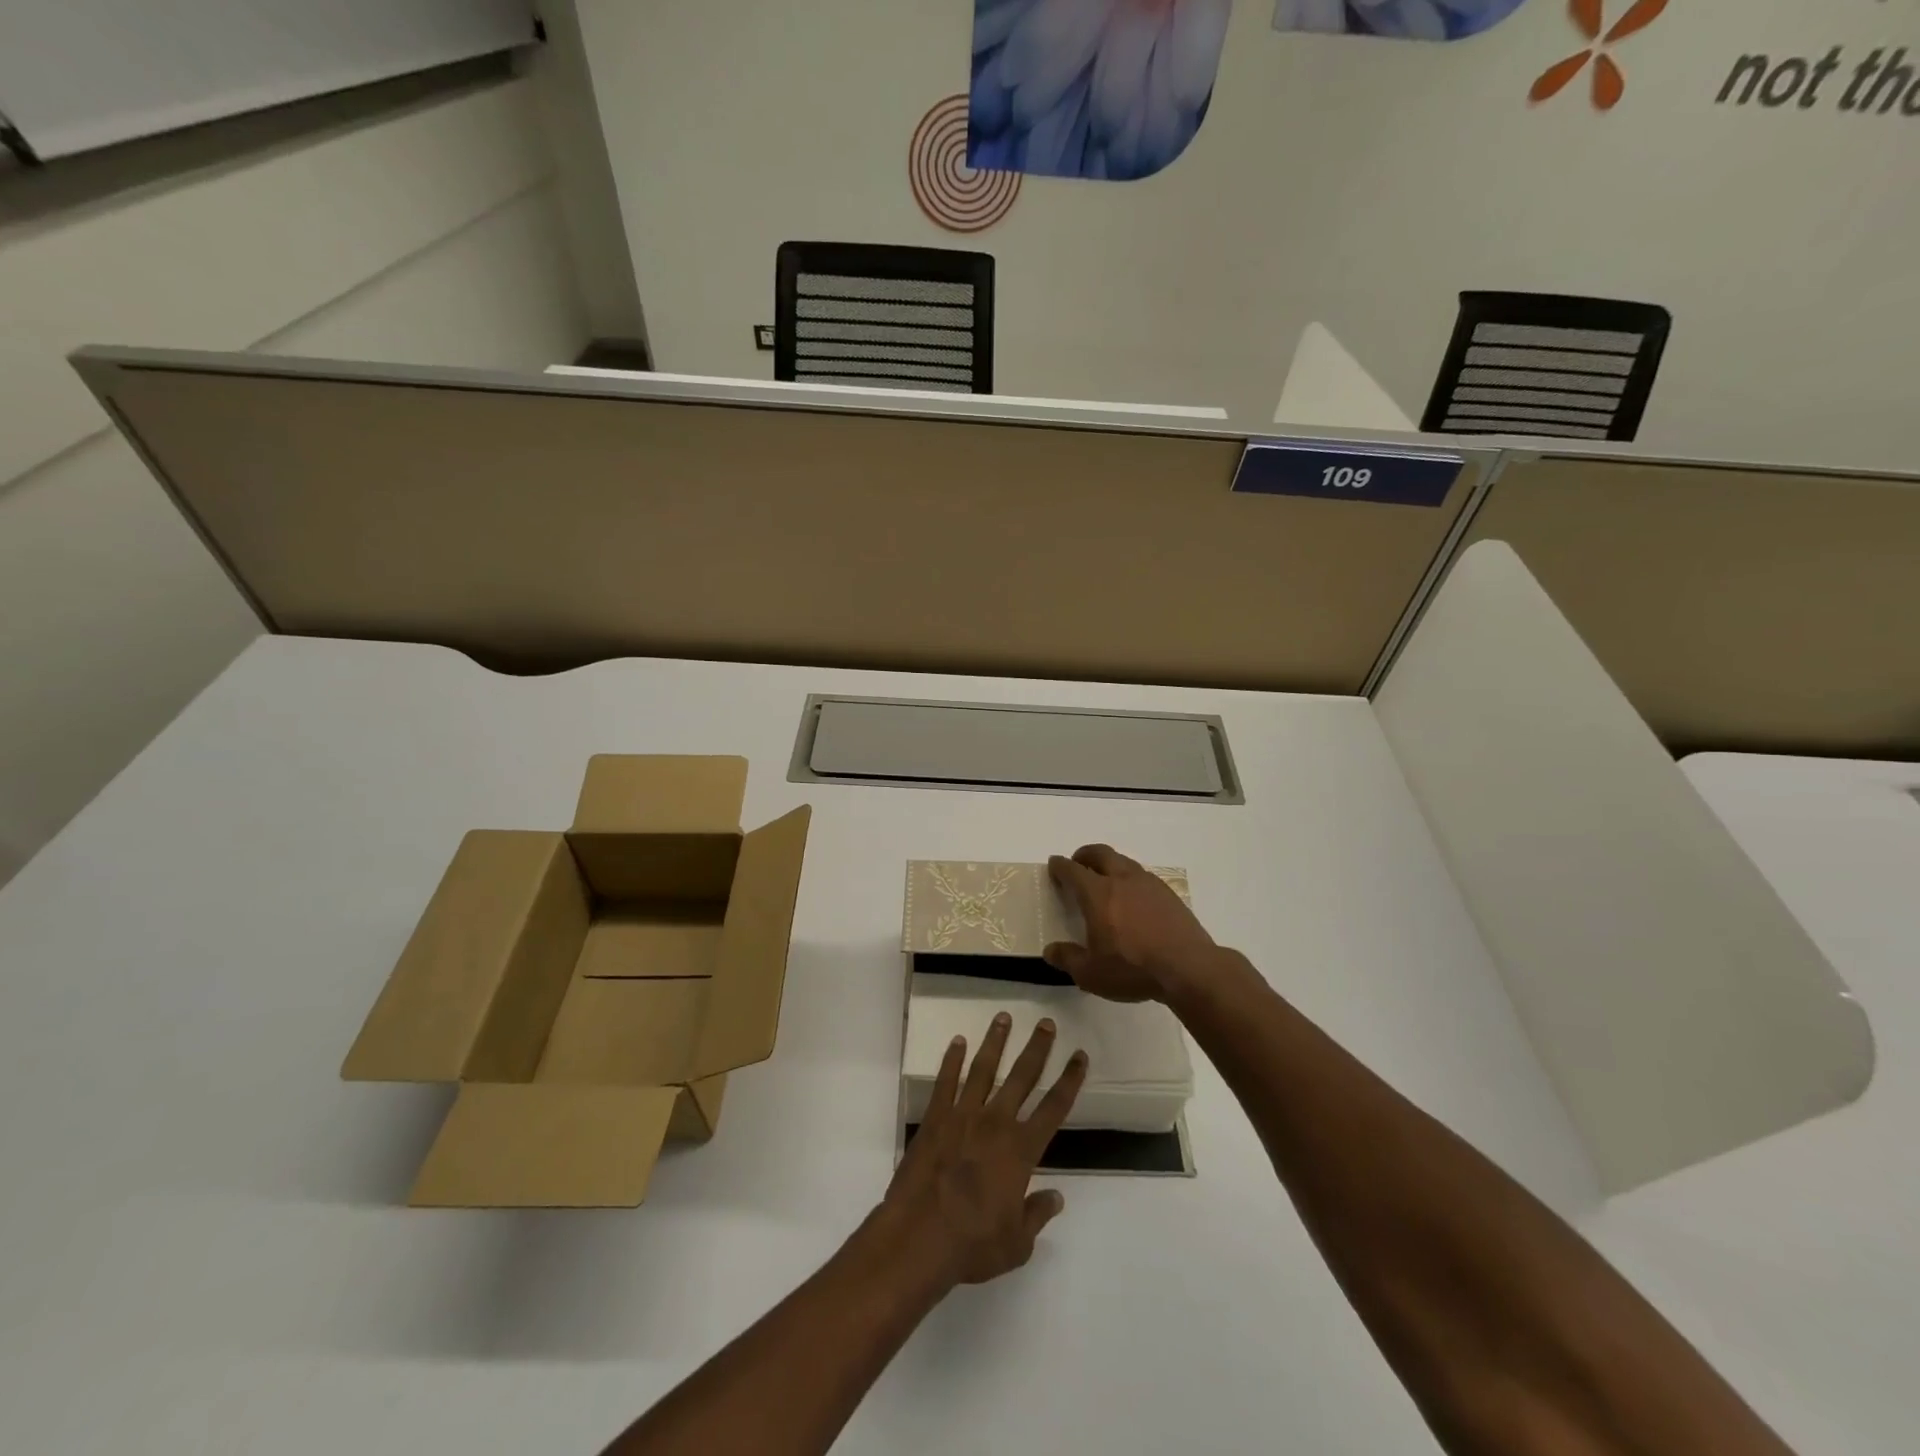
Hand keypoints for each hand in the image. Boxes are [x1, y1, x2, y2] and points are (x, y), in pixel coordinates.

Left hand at [876, 1014, 1086, 1290]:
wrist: (919, 1236)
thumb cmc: (972, 1244)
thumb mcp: (1017, 1243)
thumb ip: (1037, 1215)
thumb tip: (1056, 1198)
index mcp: (1021, 1150)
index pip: (1054, 1107)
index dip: (1070, 1080)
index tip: (1080, 1056)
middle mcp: (995, 1123)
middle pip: (1022, 1076)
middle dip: (1037, 1048)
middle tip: (1046, 1022)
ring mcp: (962, 1116)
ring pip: (983, 1069)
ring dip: (995, 1042)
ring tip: (1003, 1017)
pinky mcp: (934, 1118)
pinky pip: (945, 1082)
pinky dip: (951, 1060)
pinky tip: (957, 1042)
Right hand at [1044, 844, 1218, 1002]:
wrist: (1189, 968)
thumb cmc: (1133, 969)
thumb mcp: (1091, 974)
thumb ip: (1068, 959)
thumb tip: (1050, 951)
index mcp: (1098, 894)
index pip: (1073, 870)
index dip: (1060, 866)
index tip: (1054, 864)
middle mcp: (1122, 880)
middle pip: (1100, 854)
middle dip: (1085, 855)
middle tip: (1078, 863)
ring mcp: (1149, 884)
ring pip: (1124, 862)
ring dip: (1110, 864)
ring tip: (1105, 880)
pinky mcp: (1169, 895)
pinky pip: (1143, 877)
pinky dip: (1130, 879)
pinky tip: (1133, 898)